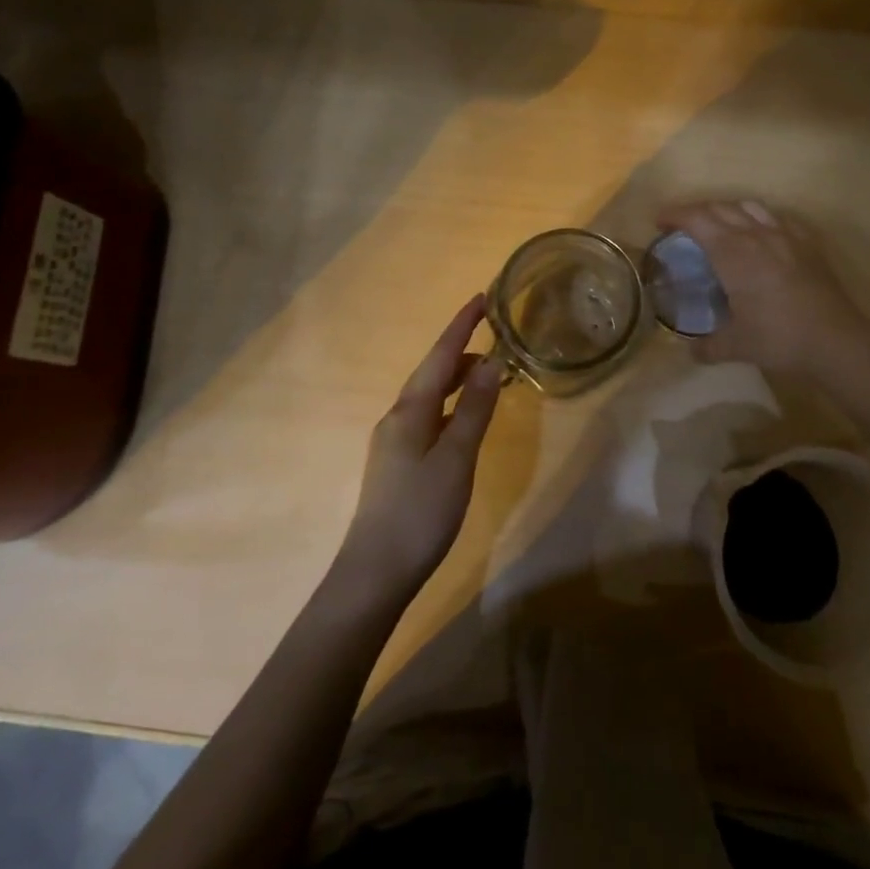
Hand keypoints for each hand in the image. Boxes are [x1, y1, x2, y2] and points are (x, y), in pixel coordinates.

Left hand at [339, 295, 503, 596]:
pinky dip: (450, 404)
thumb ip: (473, 409)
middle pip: (432, 371)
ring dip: (457, 377)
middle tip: (494, 334)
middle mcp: (398, 416)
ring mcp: (394, 440)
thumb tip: (491, 363)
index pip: (441, 355)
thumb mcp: (456, 459)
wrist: (375, 572)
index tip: (482, 297)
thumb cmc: (420, 512)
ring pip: (429, 395)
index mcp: (410, 410)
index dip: (462, 325)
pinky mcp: (398, 461)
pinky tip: (464, 417)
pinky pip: (428, 416)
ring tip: (488, 373)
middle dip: (461, 348)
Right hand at [656, 200, 869, 377]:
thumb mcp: (736, 346)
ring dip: (727, 209)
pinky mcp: (807, 244)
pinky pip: (778, 218)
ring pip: (750, 206)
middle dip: (697, 211)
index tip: (659, 221)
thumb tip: (692, 351)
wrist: (835, 340)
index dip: (675, 215)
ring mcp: (785, 236)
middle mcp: (756, 235)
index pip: (697, 220)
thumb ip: (708, 346)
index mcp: (732, 252)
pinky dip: (760, 218)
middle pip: (720, 208)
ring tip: (719, 224)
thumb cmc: (778, 338)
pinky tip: (761, 233)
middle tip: (682, 225)